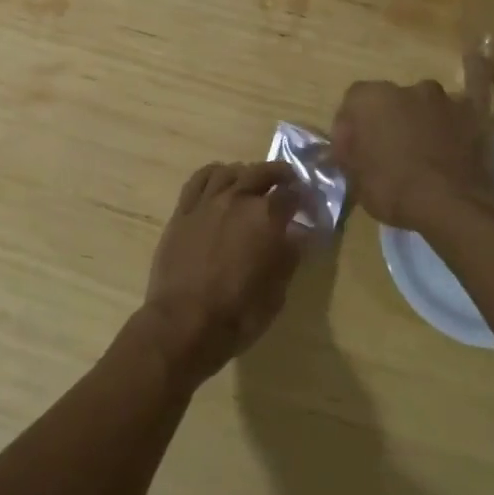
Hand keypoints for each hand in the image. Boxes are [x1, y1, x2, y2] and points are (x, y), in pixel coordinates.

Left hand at [140, 161, 308, 385]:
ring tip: (252, 182)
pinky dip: (214, 173)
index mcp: (266, 217)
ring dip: (247, 173)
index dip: (305, 199)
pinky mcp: (183, 210)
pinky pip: (199, 179)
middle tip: (288, 183)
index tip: (310, 208)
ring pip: (230, 171)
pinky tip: (219, 180)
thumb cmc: (237, 314)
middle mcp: (237, 199)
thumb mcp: (277, 292)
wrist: (183, 323)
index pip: (292, 194)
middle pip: (262, 172)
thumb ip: (289, 256)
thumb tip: (298, 234)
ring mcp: (207, 202)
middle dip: (280, 175)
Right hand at [330, 79, 493, 229]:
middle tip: (389, 152)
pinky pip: (464, 106)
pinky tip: (461, 116)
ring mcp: (445, 98)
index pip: (353, 103)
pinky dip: (458, 114)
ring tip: (425, 152)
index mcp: (371, 98)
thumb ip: (348, 153)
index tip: (353, 150)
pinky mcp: (475, 114)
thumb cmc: (391, 189)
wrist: (451, 205)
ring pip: (425, 105)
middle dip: (388, 121)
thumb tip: (348, 145)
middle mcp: (407, 88)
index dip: (351, 126)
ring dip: (421, 121)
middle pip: (391, 101)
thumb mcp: (354, 178)